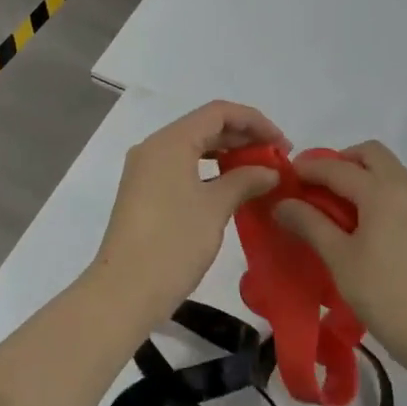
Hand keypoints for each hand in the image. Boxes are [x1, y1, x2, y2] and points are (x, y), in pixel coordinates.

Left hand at [90, 101, 285, 320]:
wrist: (124, 292)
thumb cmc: (172, 243)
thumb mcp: (215, 208)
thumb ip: (245, 180)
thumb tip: (270, 171)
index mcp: (170, 142)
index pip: (218, 112)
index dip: (254, 121)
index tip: (282, 143)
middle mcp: (154, 148)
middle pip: (205, 127)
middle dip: (243, 137)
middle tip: (277, 158)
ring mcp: (145, 171)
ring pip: (193, 148)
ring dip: (227, 154)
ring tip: (259, 172)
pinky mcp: (144, 194)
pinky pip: (182, 168)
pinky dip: (209, 171)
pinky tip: (231, 188)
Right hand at [272, 141, 406, 363]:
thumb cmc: (382, 293)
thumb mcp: (339, 258)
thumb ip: (310, 223)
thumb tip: (282, 203)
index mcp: (380, 191)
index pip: (337, 167)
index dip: (309, 168)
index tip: (287, 176)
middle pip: (372, 154)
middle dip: (343, 161)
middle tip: (320, 185)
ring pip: (394, 170)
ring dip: (368, 174)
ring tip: (347, 203)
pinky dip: (394, 192)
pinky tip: (384, 218)